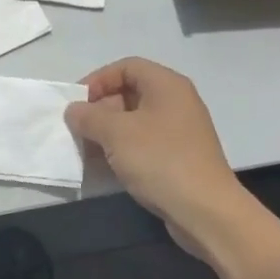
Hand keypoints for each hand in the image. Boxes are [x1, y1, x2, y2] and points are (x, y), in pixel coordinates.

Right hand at [65, 57, 246, 247]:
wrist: (205, 211)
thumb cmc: (160, 160)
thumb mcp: (116, 133)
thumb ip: (88, 116)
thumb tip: (74, 111)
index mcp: (166, 85)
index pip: (126, 67)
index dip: (98, 79)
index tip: (77, 102)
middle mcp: (176, 103)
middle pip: (129, 93)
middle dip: (99, 109)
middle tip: (78, 129)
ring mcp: (179, 132)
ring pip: (134, 121)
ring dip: (107, 133)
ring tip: (85, 150)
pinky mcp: (178, 158)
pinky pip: (143, 144)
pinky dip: (121, 150)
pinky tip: (104, 167)